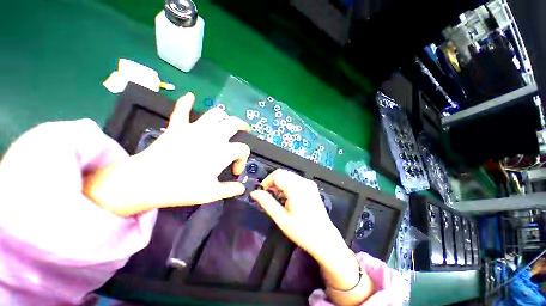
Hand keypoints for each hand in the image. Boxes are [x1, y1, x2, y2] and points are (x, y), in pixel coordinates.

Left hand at [84, 92, 250, 215]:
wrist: (147, 181)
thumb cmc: (183, 188)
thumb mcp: (211, 193)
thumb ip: (230, 190)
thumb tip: (241, 189)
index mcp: (223, 151)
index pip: (243, 150)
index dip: (243, 160)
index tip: (235, 171)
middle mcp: (213, 136)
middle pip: (234, 123)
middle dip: (242, 126)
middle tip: (244, 129)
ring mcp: (195, 129)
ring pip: (215, 113)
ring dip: (223, 116)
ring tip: (225, 121)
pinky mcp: (177, 127)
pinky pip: (181, 109)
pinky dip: (185, 102)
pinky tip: (189, 96)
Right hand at [249, 169, 338, 258]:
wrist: (325, 239)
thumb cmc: (302, 232)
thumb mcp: (281, 219)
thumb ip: (267, 203)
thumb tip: (254, 193)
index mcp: (296, 188)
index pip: (277, 174)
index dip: (267, 181)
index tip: (262, 192)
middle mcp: (304, 182)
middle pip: (283, 173)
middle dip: (272, 182)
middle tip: (268, 196)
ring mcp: (309, 183)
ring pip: (289, 175)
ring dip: (280, 183)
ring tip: (277, 198)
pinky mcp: (311, 187)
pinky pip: (295, 180)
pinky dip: (287, 184)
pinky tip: (287, 197)